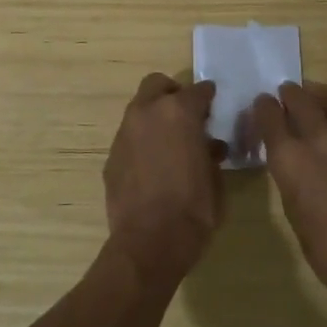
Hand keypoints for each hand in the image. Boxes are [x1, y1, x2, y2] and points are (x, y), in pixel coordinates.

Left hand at [103, 74, 226, 283]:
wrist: (150, 242)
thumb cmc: (194, 209)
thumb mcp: (215, 178)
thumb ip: (210, 153)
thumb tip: (209, 147)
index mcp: (179, 112)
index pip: (198, 91)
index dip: (208, 96)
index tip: (213, 103)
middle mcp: (148, 113)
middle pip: (157, 84)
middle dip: (172, 93)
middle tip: (186, 114)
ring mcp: (124, 134)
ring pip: (139, 110)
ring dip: (155, 118)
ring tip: (170, 142)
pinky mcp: (111, 156)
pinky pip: (130, 138)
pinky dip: (142, 142)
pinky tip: (152, 166)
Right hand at [253, 82, 326, 300]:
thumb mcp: (295, 213)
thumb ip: (294, 181)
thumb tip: (297, 169)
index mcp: (290, 158)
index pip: (270, 115)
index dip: (264, 107)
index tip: (263, 103)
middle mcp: (319, 139)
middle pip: (302, 100)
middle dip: (292, 94)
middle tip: (288, 91)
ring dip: (319, 101)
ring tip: (314, 99)